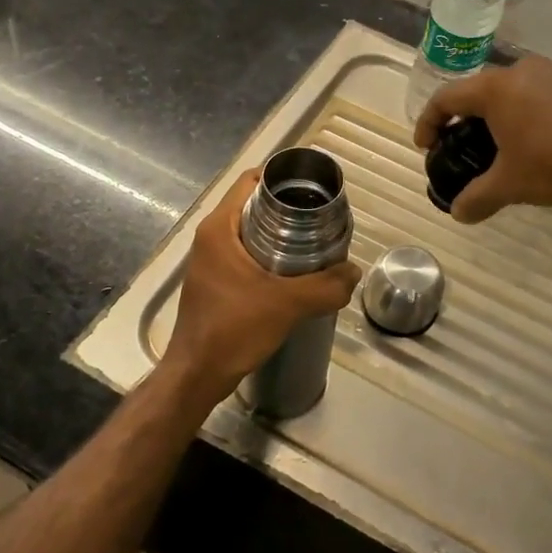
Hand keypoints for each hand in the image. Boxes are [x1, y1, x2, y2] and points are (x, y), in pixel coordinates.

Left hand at [163, 170, 361, 399]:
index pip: (250, 181)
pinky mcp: (216, 281)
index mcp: (219, 228)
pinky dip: (270, 254)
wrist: (198, 375)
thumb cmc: (233, 329)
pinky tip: (295, 271)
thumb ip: (325, 286)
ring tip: (315, 242)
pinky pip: (246, 254)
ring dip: (281, 233)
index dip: (282, 177)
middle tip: (322, 217)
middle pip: (253, 205)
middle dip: (288, 207)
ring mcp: (211, 260)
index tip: (314, 187)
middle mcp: (211, 237)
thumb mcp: (287, 304)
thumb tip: (353, 271)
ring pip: (251, 231)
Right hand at [413, 55, 551, 223]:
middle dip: (470, 120)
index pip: (447, 98)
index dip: (430, 122)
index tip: (426, 145)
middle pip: (483, 92)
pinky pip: (547, 96)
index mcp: (496, 88)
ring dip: (506, 117)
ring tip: (509, 148)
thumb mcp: (511, 184)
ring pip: (518, 92)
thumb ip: (478, 197)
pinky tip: (548, 144)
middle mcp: (524, 70)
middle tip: (466, 146)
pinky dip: (536, 117)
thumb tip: (459, 213)